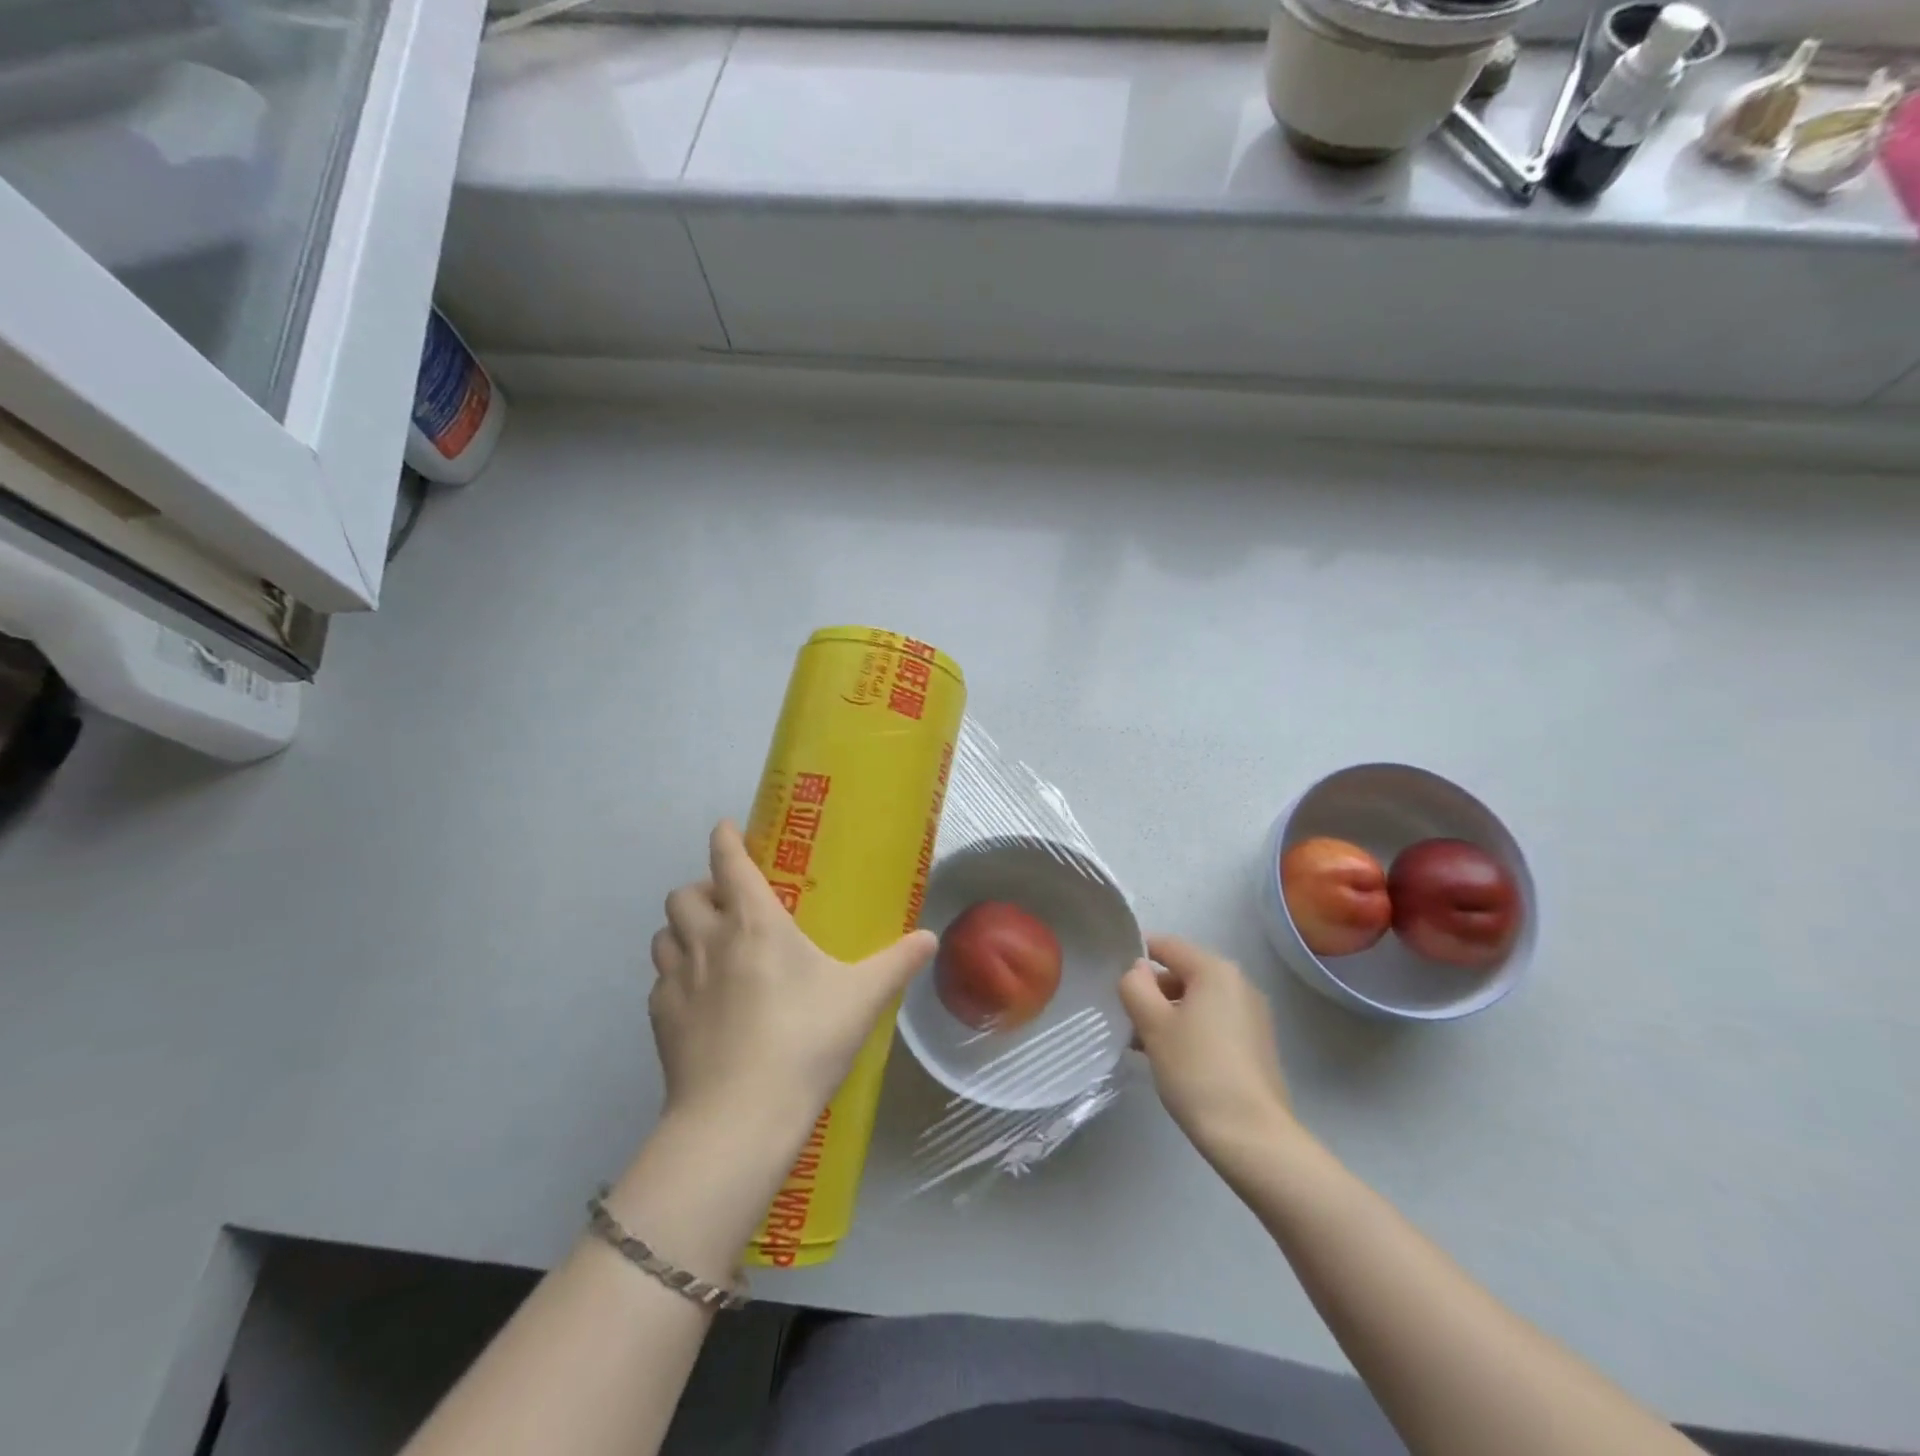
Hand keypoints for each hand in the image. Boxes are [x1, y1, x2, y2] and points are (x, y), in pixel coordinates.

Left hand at [648, 821, 936, 1141]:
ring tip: (709, 948)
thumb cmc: (804, 1041)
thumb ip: (898, 963)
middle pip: (684, 894)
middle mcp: (708, 940)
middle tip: (729, 907)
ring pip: (663, 934)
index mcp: (754, 922)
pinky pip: (660, 980)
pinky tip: (699, 1001)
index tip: (727, 829)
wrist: (739, 1117)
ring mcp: (677, 980)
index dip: (725, 839)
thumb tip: (931, 938)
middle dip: (702, 890)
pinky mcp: (659, 1019)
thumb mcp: (862, 999)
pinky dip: (675, 977)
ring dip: (682, 931)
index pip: (729, 862)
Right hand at [1119, 934, 1295, 1163]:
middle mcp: (1239, 983)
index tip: (1112, 981)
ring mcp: (1252, 1015)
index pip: (1166, 946)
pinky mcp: (1256, 1044)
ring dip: (1168, 1014)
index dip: (1135, 958)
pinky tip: (1171, 1060)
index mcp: (1215, 970)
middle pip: (1183, 973)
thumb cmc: (1197, 1070)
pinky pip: (1214, 1023)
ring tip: (1142, 1046)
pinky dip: (1190, 1031)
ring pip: (1197, 1001)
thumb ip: (1136, 987)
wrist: (1252, 1137)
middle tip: (1125, 1020)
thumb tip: (1136, 970)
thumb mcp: (1153, 1025)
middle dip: (1151, 992)